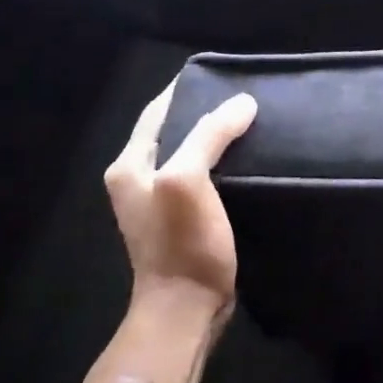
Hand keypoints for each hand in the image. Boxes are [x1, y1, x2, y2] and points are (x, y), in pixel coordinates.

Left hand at [104, 80, 257, 337]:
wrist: (185, 309)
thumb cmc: (181, 242)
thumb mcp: (188, 180)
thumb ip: (209, 136)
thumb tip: (242, 102)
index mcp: (130, 165)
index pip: (157, 111)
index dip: (185, 89)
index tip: (222, 73)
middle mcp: (139, 179)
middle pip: (173, 131)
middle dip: (204, 112)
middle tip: (244, 97)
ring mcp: (160, 203)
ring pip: (189, 154)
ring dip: (215, 138)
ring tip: (252, 122)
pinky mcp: (183, 221)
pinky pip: (203, 178)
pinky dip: (222, 164)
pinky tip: (248, 161)